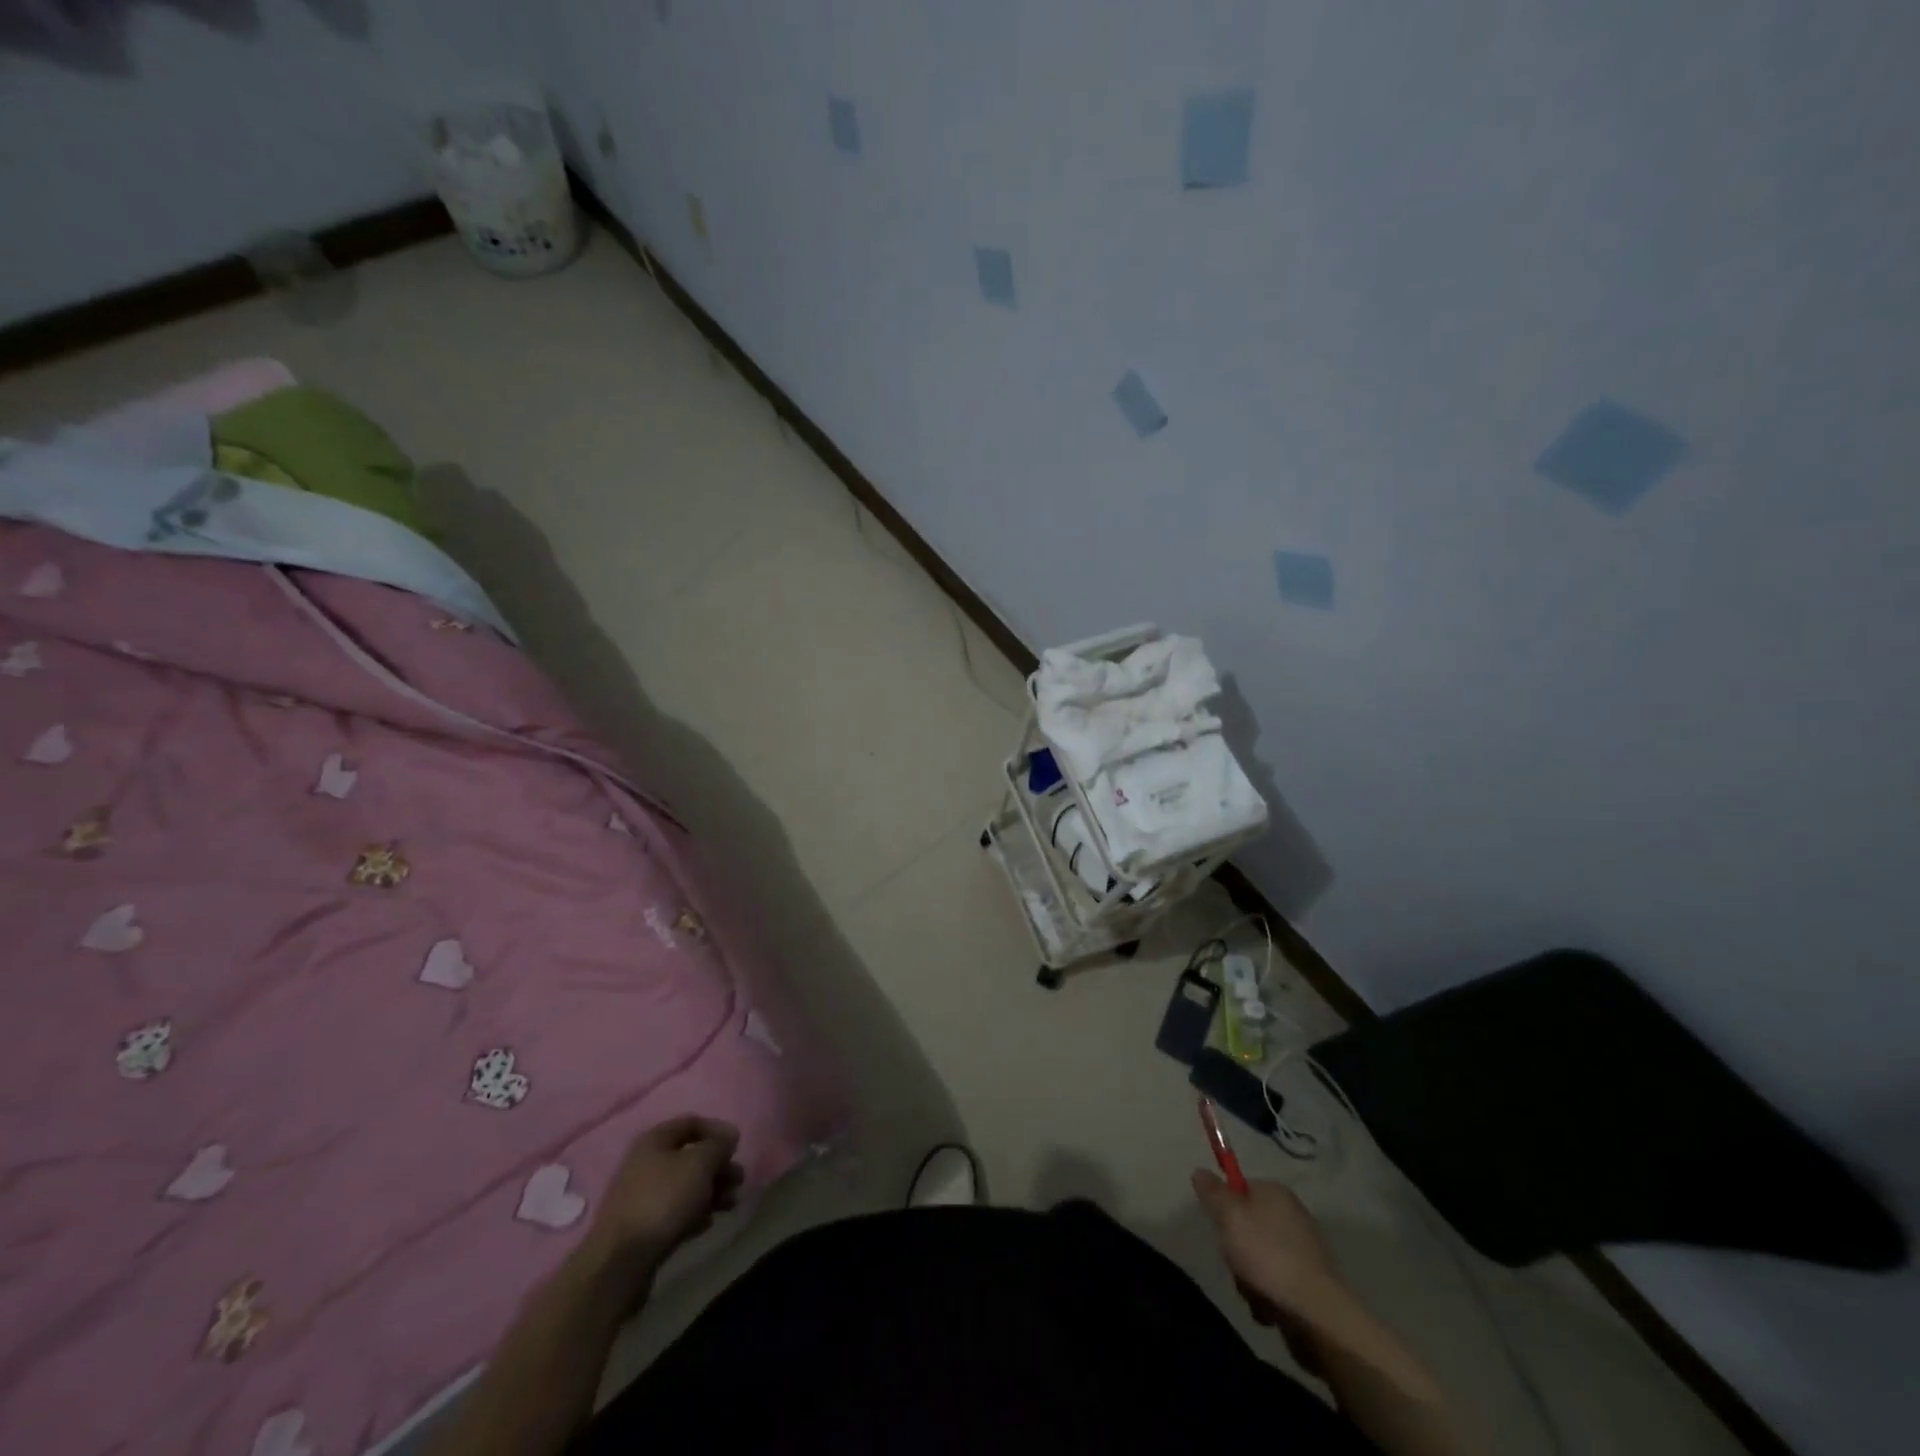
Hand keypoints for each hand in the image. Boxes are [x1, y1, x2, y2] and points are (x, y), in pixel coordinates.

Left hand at [590, 1116, 743, 1269]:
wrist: (620, 1262)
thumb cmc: (664, 1200)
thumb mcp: (699, 1164)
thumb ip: (718, 1145)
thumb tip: (728, 1135)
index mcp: (655, 1140)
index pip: (691, 1122)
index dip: (717, 1130)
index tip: (736, 1147)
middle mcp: (645, 1163)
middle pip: (690, 1156)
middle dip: (718, 1166)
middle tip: (738, 1180)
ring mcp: (641, 1196)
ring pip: (685, 1186)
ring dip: (711, 1191)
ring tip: (730, 1204)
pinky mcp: (642, 1227)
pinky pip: (675, 1211)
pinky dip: (694, 1213)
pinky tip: (706, 1224)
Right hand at [1192, 1171, 1351, 1331]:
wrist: (1317, 1315)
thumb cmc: (1268, 1257)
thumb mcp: (1230, 1217)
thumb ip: (1213, 1192)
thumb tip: (1200, 1171)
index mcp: (1276, 1192)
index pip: (1239, 1188)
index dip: (1224, 1208)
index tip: (1221, 1229)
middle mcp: (1292, 1215)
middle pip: (1246, 1226)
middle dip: (1235, 1249)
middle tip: (1235, 1262)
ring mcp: (1303, 1251)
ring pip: (1257, 1257)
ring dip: (1248, 1278)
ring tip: (1253, 1292)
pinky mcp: (1309, 1283)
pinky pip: (1275, 1282)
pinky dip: (1266, 1295)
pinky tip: (1268, 1309)